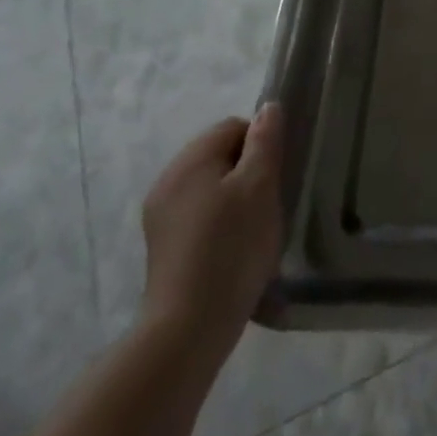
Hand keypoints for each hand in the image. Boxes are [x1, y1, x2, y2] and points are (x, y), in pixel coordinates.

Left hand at [140, 105, 284, 357]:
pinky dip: (219, 223)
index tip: (276, 176)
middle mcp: (168, 180)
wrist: (188, 327)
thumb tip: (268, 107)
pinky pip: (198, 215)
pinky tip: (232, 250)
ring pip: (210, 187)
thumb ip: (265, 142)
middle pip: (219, 155)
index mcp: (190, 160)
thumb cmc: (231, 248)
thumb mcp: (260, 187)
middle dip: (248, 172)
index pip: (233, 127)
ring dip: (234, 198)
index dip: (261, 144)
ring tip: (253, 230)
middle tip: (268, 203)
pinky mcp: (162, 246)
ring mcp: (160, 215)